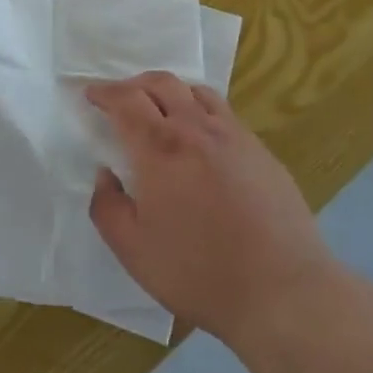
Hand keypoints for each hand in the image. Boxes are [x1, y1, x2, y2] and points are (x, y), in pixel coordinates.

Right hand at [88, 73, 335, 341]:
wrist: (282, 289)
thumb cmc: (198, 272)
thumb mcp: (133, 251)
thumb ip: (107, 207)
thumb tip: (106, 174)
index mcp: (160, 147)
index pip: (126, 100)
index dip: (105, 92)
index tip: (91, 94)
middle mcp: (196, 128)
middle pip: (161, 83)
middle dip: (134, 84)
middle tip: (120, 99)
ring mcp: (233, 135)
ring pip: (196, 91)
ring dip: (170, 91)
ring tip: (160, 109)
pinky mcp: (260, 150)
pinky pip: (223, 112)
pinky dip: (200, 109)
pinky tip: (201, 137)